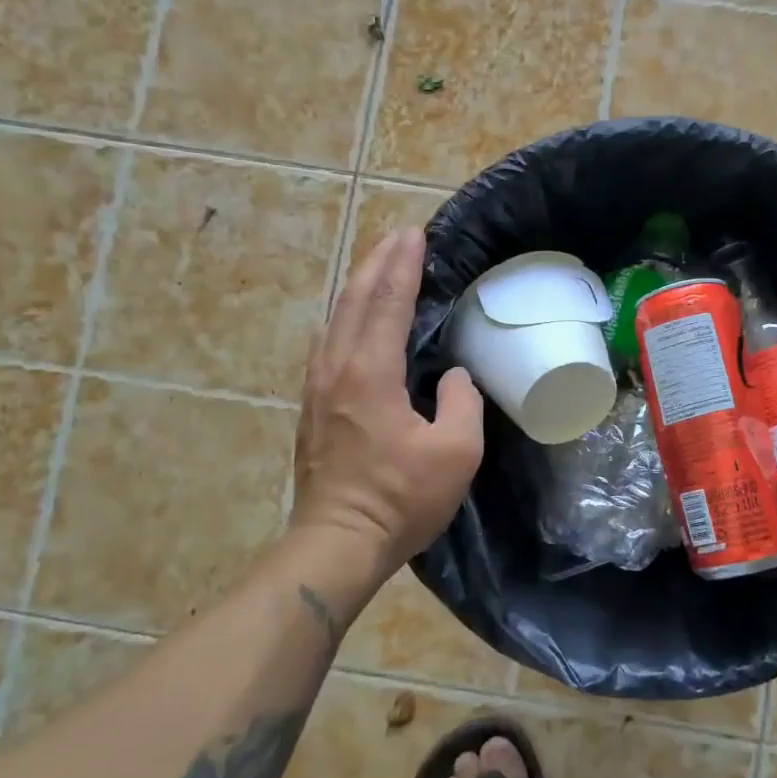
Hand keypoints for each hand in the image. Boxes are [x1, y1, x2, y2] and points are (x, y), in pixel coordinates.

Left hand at [291, 228, 483, 576]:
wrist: (337, 542)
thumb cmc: (400, 498)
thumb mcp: (456, 452)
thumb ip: (462, 402)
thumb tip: (454, 377)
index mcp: (370, 373)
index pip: (387, 303)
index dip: (403, 266)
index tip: (414, 234)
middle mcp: (336, 369)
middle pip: (353, 300)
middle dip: (377, 263)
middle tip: (398, 236)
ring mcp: (318, 388)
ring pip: (336, 319)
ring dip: (359, 286)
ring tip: (378, 267)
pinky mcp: (314, 407)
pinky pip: (330, 343)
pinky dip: (347, 316)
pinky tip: (355, 319)